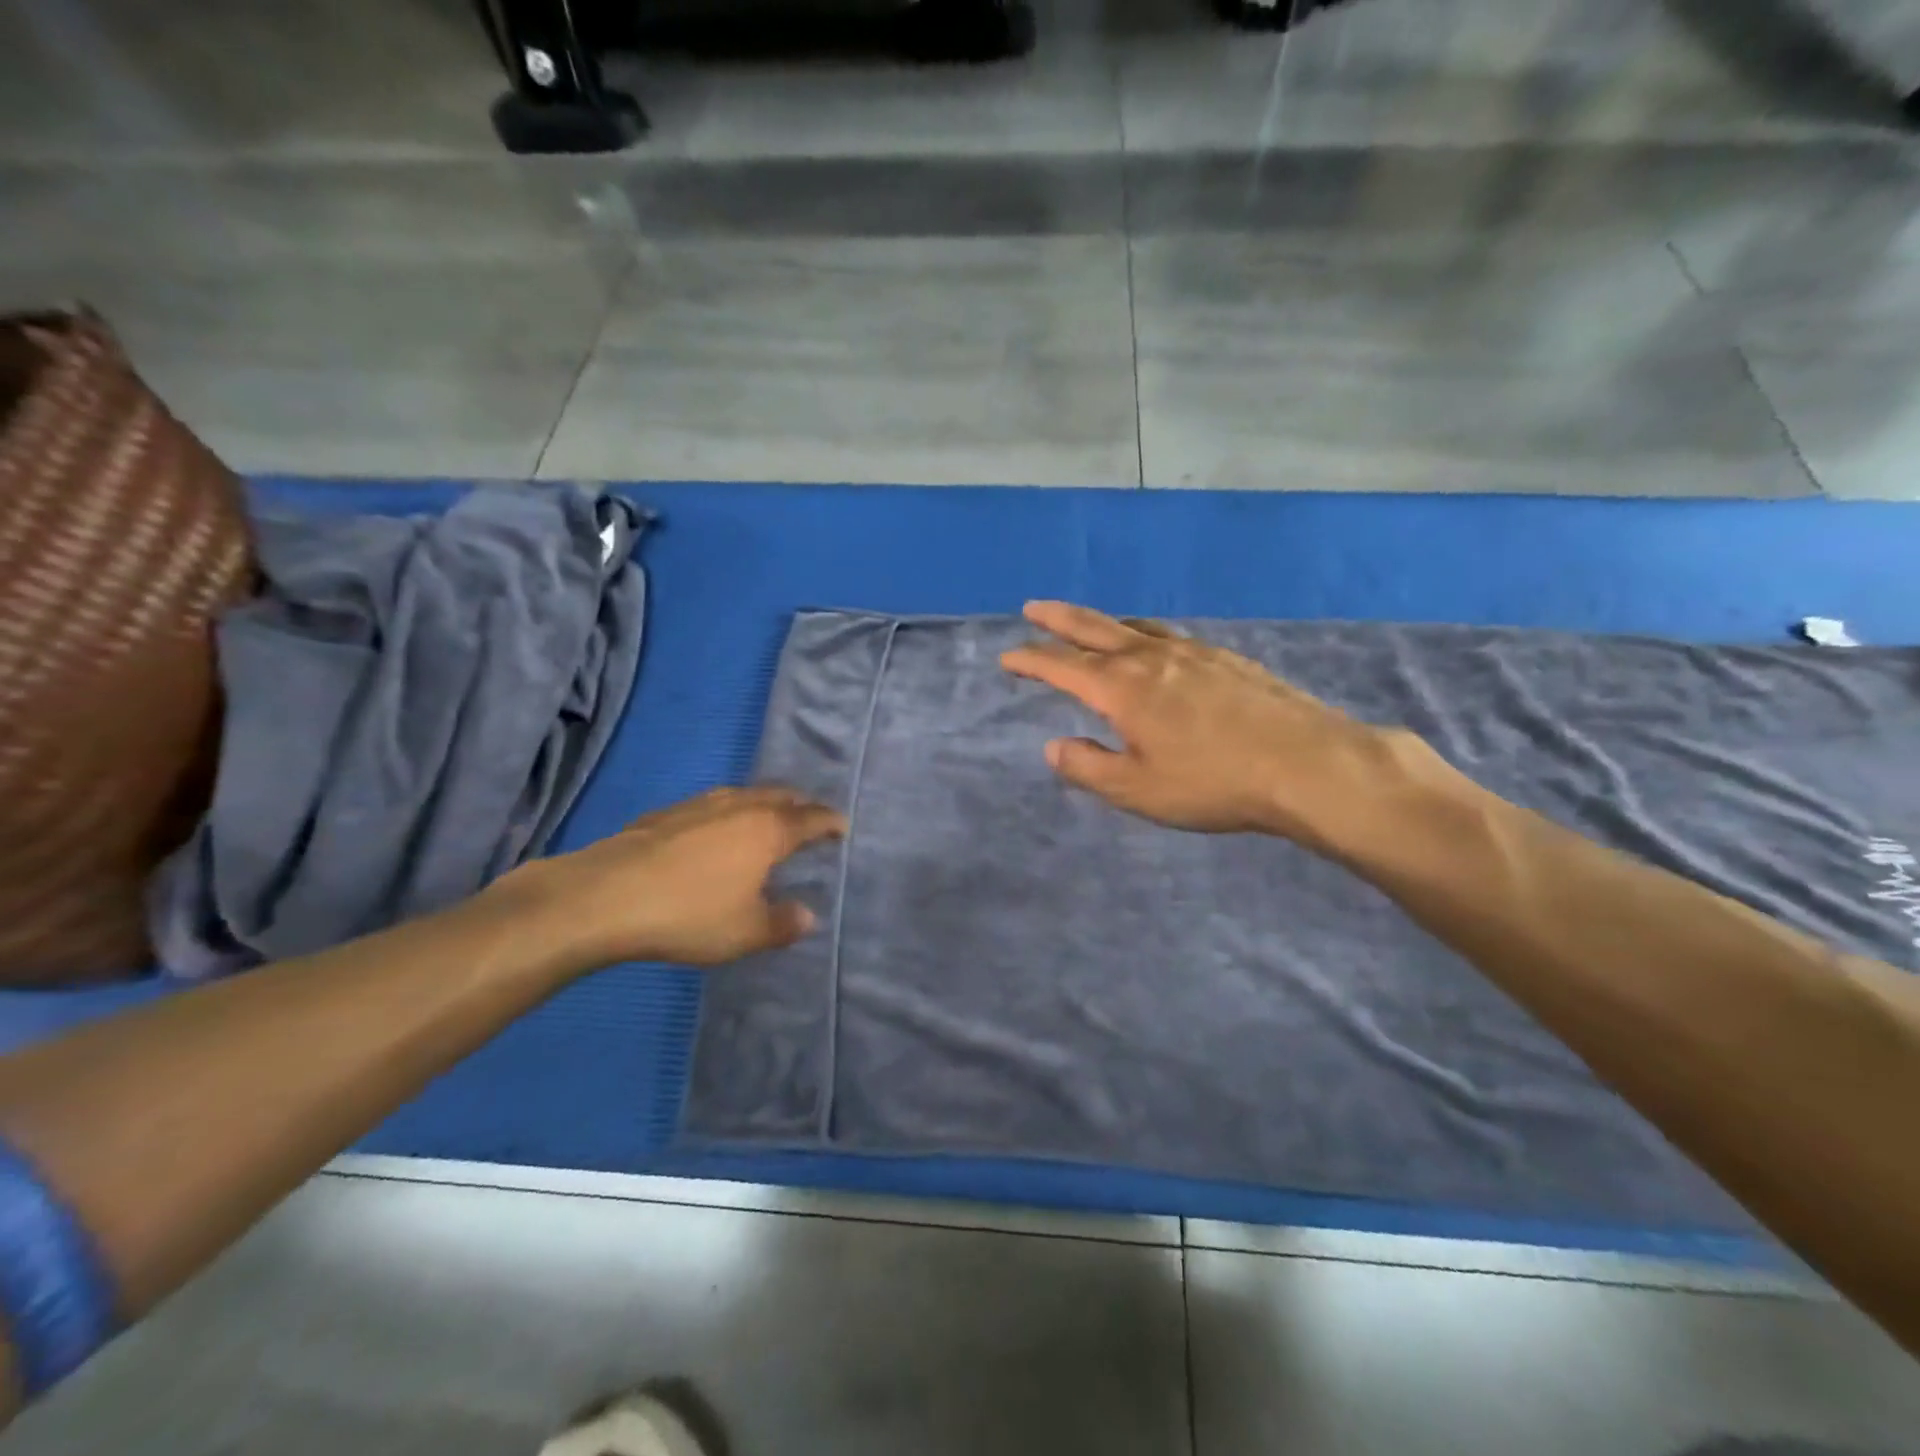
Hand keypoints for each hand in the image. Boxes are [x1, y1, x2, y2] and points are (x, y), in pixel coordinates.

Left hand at [491, 787, 845, 970]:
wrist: (605, 896)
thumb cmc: (689, 914)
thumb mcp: (745, 932)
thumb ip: (782, 923)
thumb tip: (807, 915)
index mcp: (767, 830)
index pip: (810, 818)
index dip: (830, 821)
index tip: (842, 826)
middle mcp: (739, 807)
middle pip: (780, 796)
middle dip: (800, 804)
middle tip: (810, 816)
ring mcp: (700, 805)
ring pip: (744, 794)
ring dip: (764, 803)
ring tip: (768, 817)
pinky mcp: (666, 813)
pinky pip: (713, 803)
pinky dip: (730, 810)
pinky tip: (716, 828)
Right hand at [1000, 601, 1456, 857]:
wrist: (1306, 764)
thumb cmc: (1212, 782)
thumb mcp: (1137, 790)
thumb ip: (1089, 768)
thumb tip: (1054, 746)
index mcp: (1122, 688)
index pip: (1062, 665)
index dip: (1031, 659)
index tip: (1008, 656)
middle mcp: (1152, 658)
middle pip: (1094, 628)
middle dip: (1058, 618)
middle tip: (1033, 607)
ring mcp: (1193, 652)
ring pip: (1135, 627)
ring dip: (1104, 623)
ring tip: (1090, 626)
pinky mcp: (1225, 658)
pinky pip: (1169, 636)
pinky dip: (1144, 634)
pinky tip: (1156, 649)